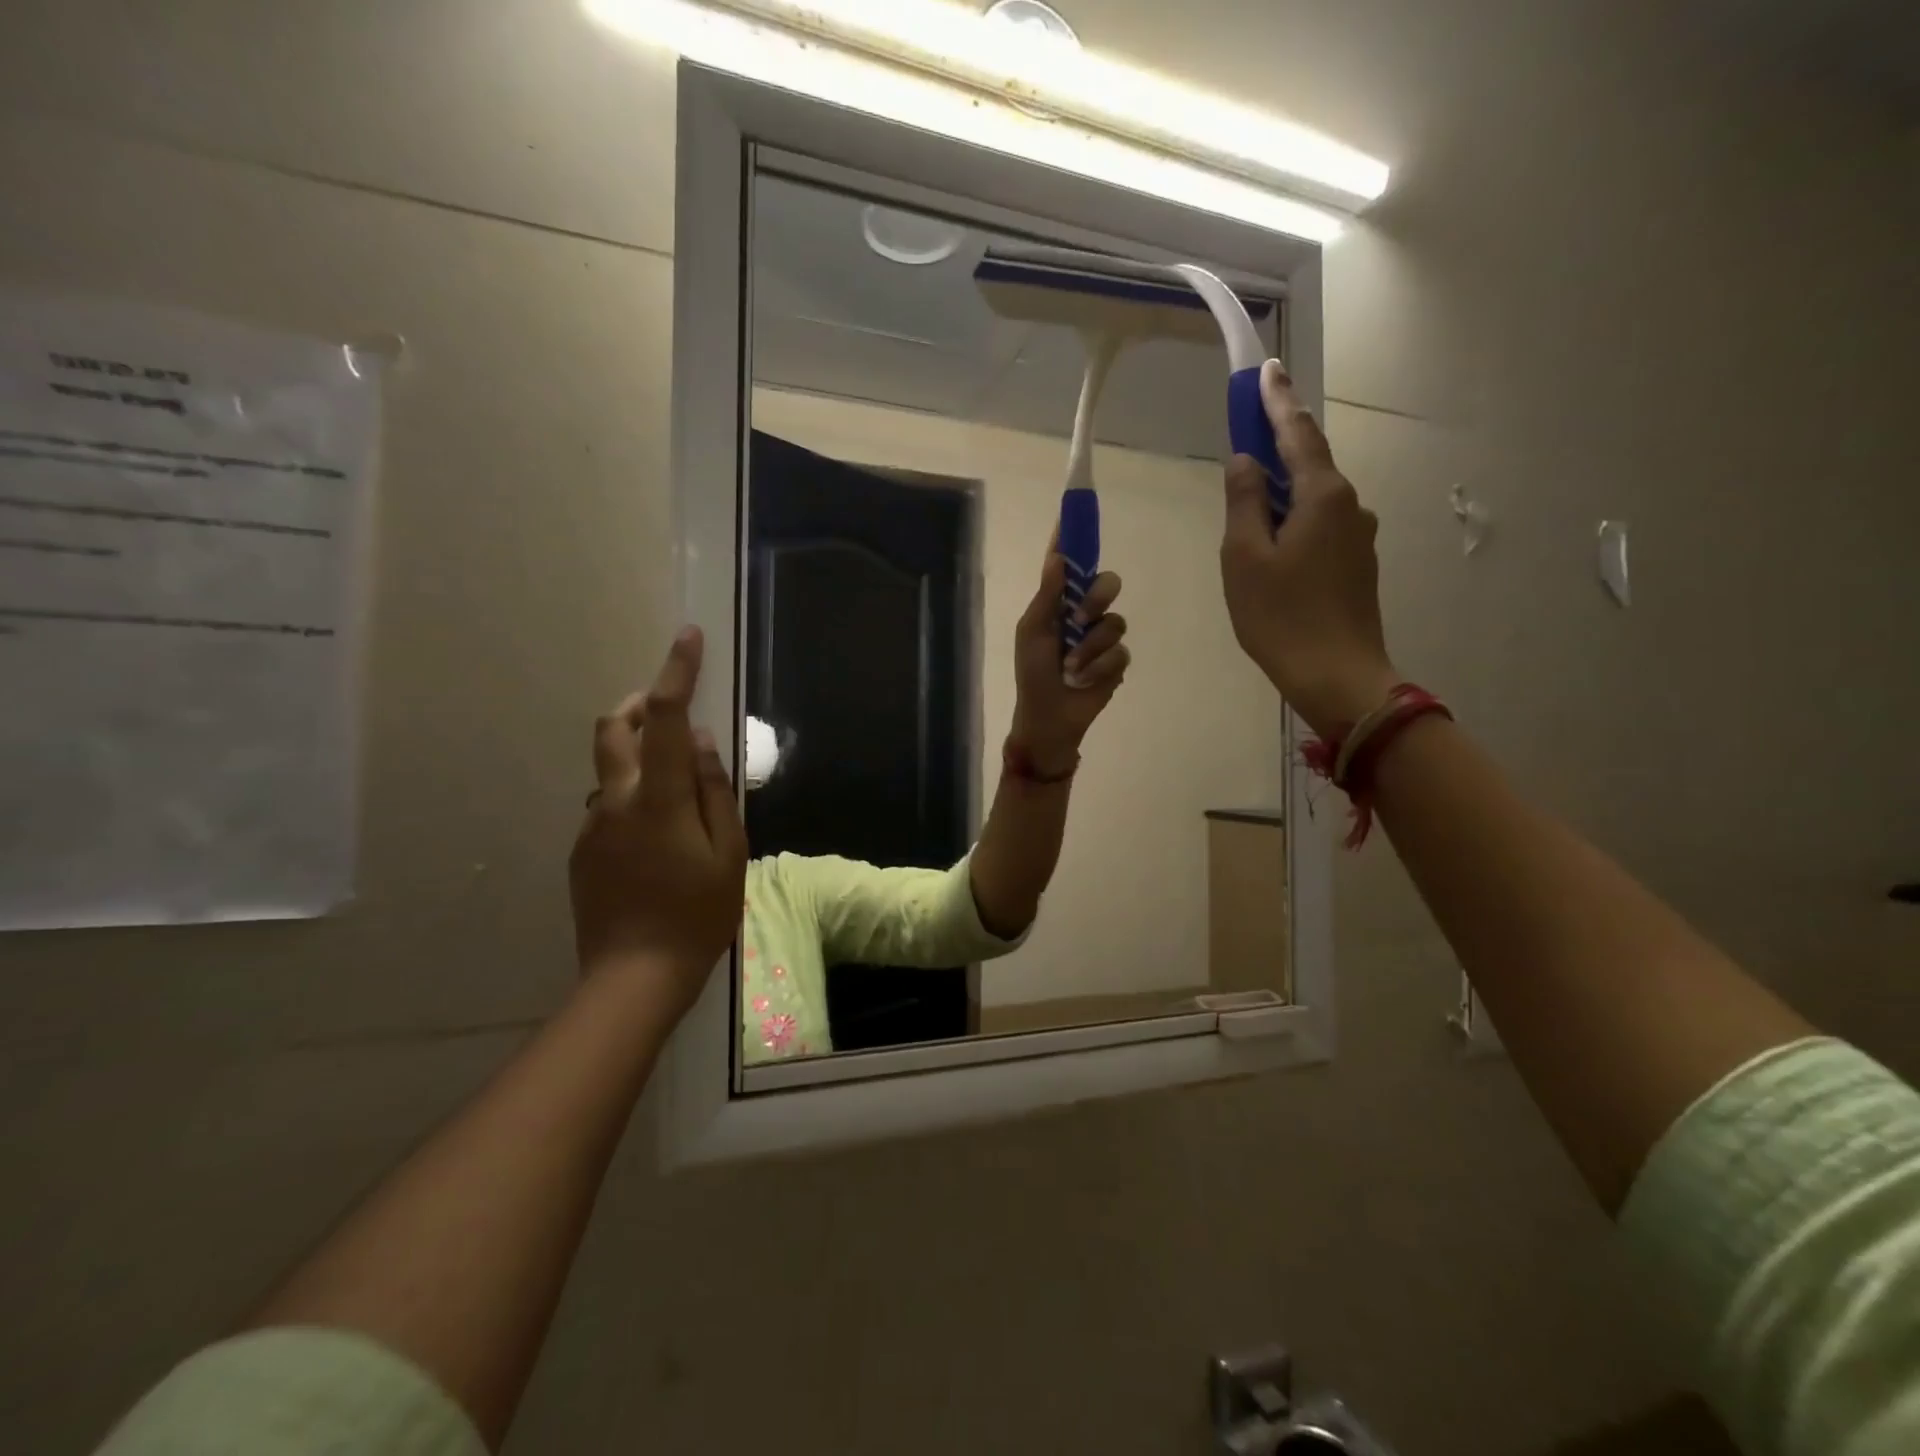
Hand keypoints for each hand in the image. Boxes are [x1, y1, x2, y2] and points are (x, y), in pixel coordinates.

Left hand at [568, 627, 748, 1018]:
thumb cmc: (697, 914)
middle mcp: (616, 800)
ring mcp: (592, 825)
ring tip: (676, 787)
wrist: (633, 977)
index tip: (688, 636)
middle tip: (670, 710)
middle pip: (615, 727)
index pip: (667, 718)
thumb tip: (704, 742)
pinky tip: (657, 837)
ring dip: (639, 754)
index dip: (677, 672)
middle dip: (641, 703)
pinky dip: (632, 795)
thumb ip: (715, 791)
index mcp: (659, 798)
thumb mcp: (728, 852)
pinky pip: (607, 803)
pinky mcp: (582, 849)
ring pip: (610, 767)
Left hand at [1009, 542, 1129, 777]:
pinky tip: (1084, 681)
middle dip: (1096, 599)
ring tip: (1072, 669)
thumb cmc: (1032, 674)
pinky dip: (1099, 668)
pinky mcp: (1117, 662)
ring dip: (1090, 649)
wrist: (1049, 718)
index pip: (1069, 565)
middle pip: (1107, 584)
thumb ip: (1047, 595)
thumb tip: (1058, 556)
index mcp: (1058, 604)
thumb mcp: (1033, 632)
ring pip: (1115, 622)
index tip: (1075, 510)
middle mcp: (1083, 614)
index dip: (1073, 539)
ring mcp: (1102, 638)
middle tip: (1079, 619)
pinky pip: (1120, 652)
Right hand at [1220, 361, 1397, 735]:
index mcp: (1323, 496)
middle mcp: (1350, 506)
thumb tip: (1245, 462)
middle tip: (1246, 442)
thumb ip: (1243, 503)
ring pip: (1313, 501)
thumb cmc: (1281, 616)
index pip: (1297, 433)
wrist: (1337, 676)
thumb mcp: (1244, 558)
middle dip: (1277, 449)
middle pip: (1308, 465)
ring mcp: (1358, 537)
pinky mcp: (1357, 565)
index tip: (1266, 369)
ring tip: (1249, 519)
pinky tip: (1273, 552)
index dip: (1277, 401)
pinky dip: (1294, 524)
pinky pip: (1320, 528)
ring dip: (1282, 496)